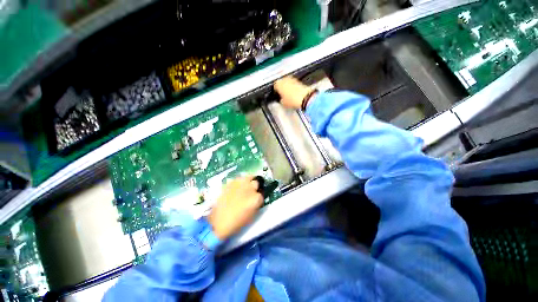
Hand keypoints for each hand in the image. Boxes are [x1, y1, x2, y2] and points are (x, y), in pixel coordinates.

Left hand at [207, 177, 263, 239]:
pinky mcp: (231, 182)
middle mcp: (250, 188)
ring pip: (248, 177)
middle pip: (256, 182)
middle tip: (251, 191)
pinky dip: (239, 182)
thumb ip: (257, 204)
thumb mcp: (252, 215)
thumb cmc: (237, 222)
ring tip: (245, 186)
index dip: (259, 196)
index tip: (256, 198)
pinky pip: (238, 179)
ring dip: (248, 181)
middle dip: (255, 186)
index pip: (261, 193)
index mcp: (256, 198)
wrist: (218, 222)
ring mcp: (240, 184)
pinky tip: (236, 187)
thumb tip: (257, 197)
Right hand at [274, 76, 313, 108]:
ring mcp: (292, 79)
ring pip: (287, 82)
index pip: (275, 86)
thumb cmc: (291, 100)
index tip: (277, 95)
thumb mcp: (283, 103)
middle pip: (281, 82)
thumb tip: (281, 99)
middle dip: (282, 87)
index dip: (276, 91)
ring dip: (287, 86)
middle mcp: (284, 79)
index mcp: (278, 84)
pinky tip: (294, 93)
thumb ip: (280, 100)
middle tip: (283, 94)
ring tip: (288, 94)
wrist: (304, 98)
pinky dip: (293, 87)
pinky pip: (293, 83)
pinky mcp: (299, 81)